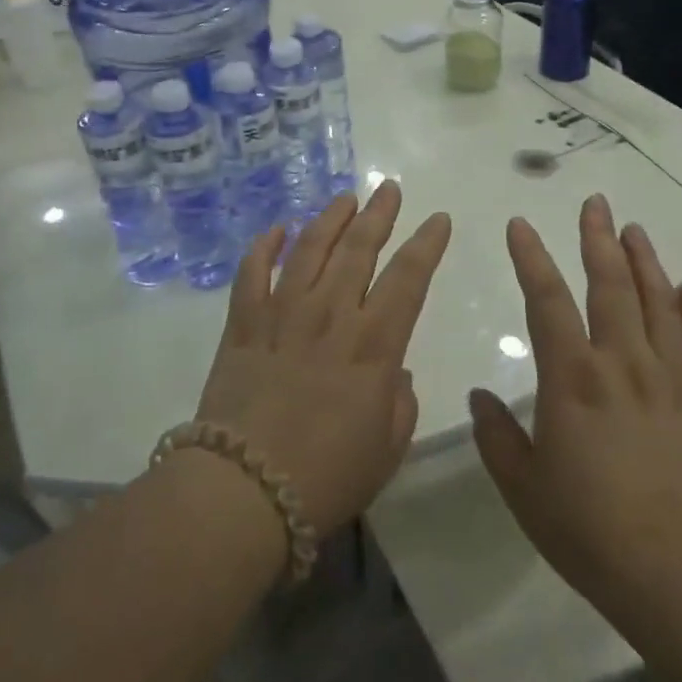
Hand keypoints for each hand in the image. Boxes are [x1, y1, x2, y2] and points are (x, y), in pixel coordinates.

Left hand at [194, 182, 451, 536]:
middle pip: (359, 249)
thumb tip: (391, 372)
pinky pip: (251, 273)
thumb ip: (399, 402)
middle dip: (379, 214)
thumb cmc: (327, 477)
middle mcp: (330, 315)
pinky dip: (263, 247)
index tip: (438, 219)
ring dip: (329, 218)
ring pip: (309, 249)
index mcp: (373, 344)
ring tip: (344, 197)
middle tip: (389, 189)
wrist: (244, 492)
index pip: (409, 278)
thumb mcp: (387, 448)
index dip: (427, 244)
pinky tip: (276, 229)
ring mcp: (282, 314)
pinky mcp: (243, 325)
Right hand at [470, 194, 681, 623]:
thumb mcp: (523, 487)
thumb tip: (480, 396)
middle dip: (598, 240)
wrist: (680, 575)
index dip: (530, 257)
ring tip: (634, 230)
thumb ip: (496, 435)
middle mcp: (622, 363)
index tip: (520, 224)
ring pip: (658, 302)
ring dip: (645, 261)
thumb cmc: (589, 530)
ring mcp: (669, 378)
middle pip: (610, 285)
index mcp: (572, 378)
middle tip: (595, 203)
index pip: (546, 300)